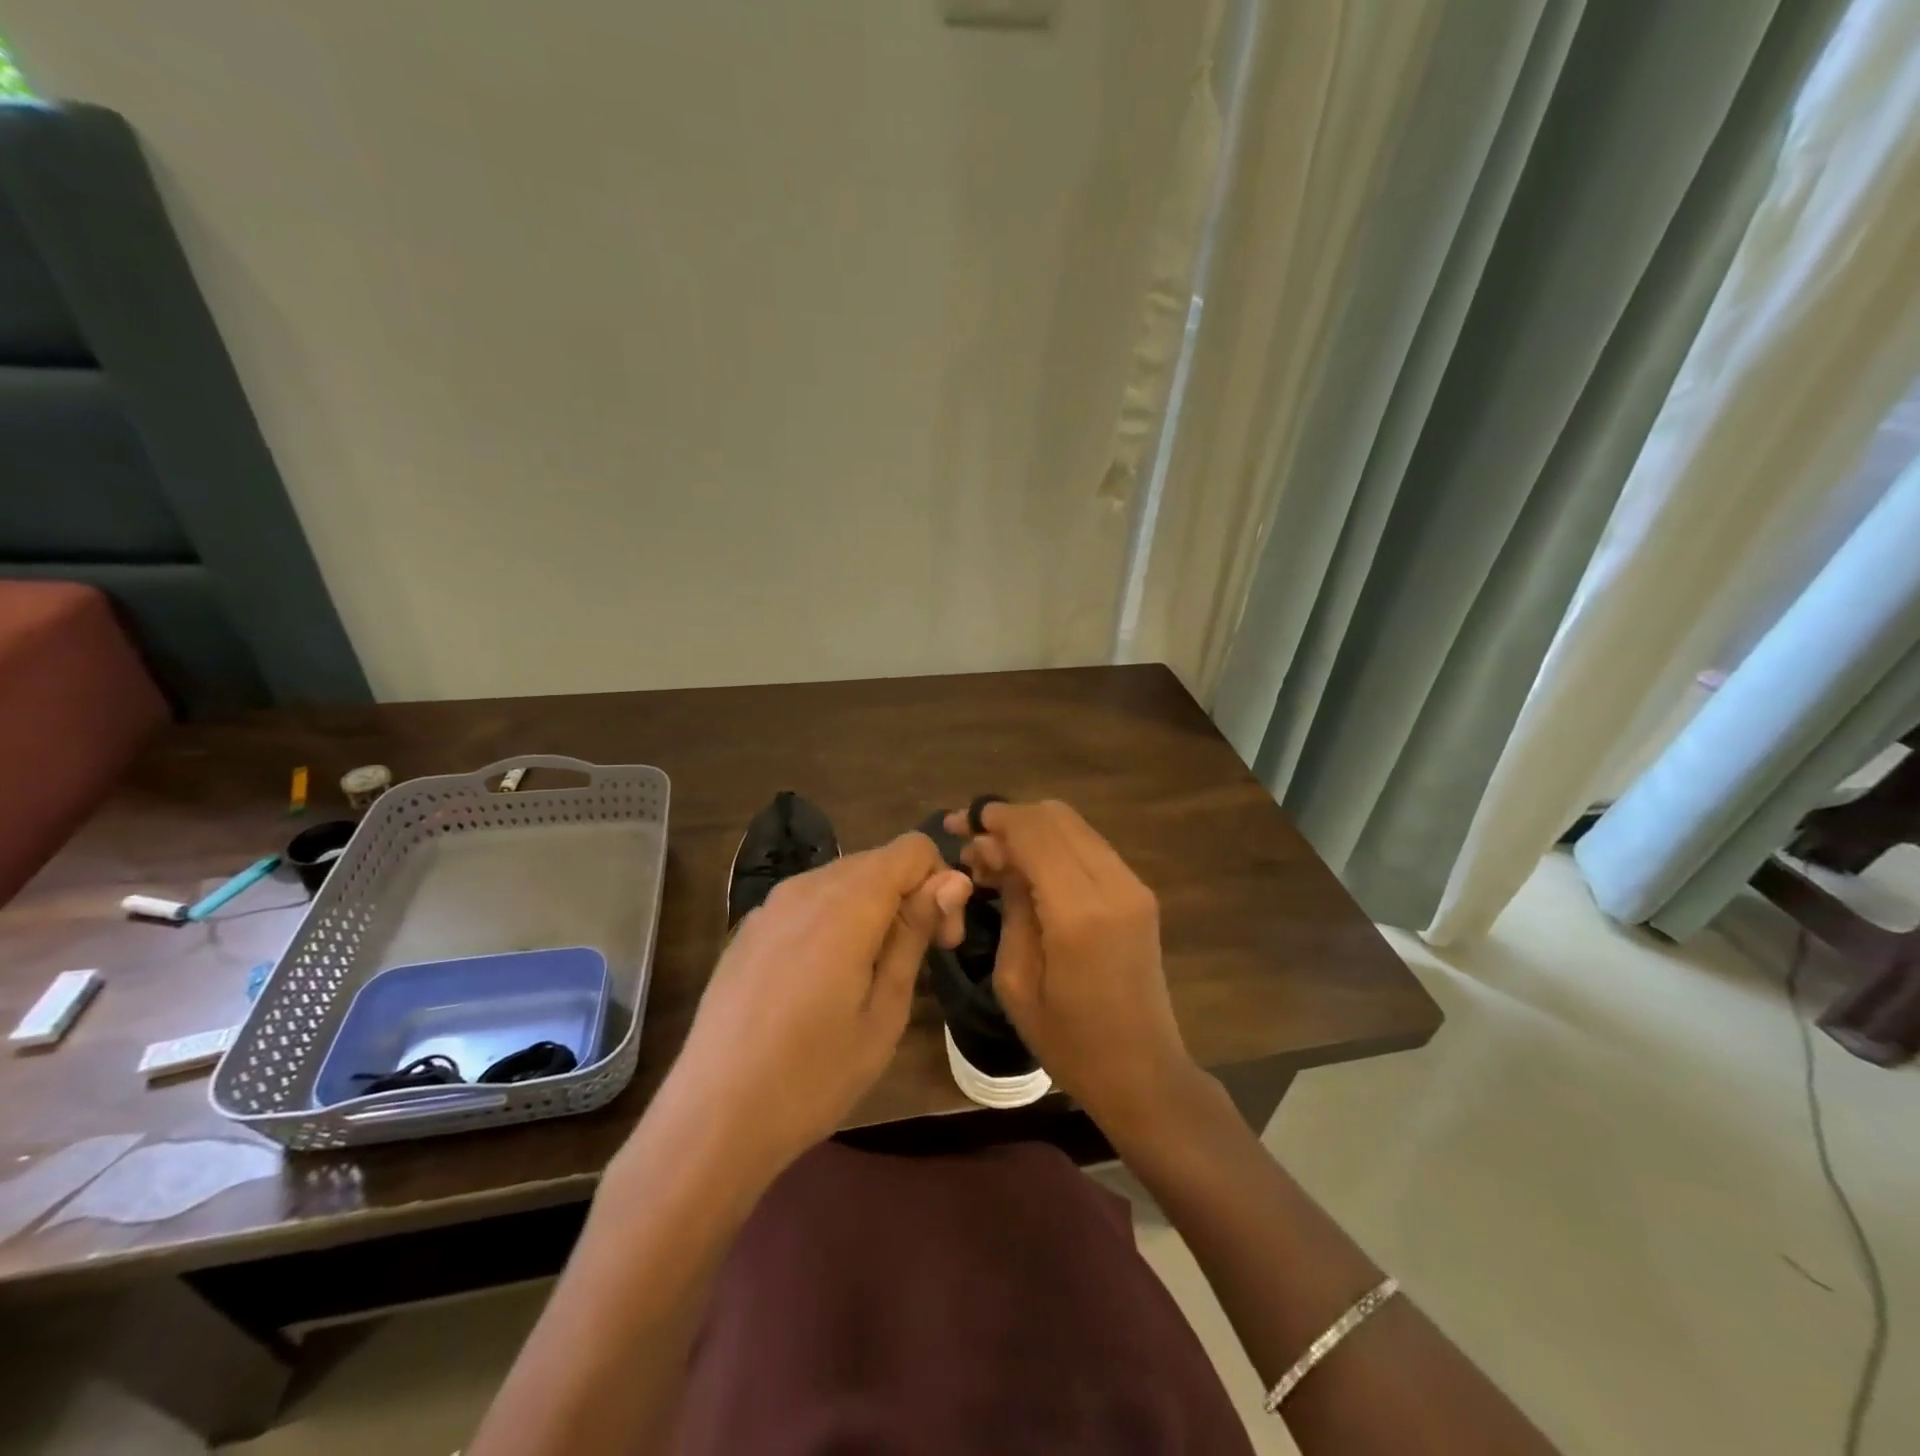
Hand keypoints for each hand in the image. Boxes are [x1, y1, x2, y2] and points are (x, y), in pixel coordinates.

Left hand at [657, 832, 970, 1179]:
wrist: (712, 1118)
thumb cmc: (814, 1076)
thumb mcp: (884, 1011)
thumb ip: (915, 934)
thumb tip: (953, 879)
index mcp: (847, 902)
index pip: (913, 849)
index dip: (940, 884)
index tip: (942, 942)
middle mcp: (806, 887)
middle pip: (878, 861)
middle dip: (910, 896)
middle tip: (914, 964)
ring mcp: (770, 905)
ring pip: (841, 880)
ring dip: (872, 909)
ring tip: (869, 976)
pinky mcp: (748, 929)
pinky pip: (807, 903)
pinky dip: (834, 921)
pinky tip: (822, 981)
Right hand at [944, 799, 1196, 1139]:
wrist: (1143, 1073)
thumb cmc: (1069, 1042)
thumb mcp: (1016, 981)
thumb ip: (1010, 904)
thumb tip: (996, 855)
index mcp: (1079, 911)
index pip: (1034, 831)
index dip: (994, 818)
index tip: (959, 823)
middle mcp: (1113, 884)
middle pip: (1056, 816)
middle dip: (1011, 819)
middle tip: (974, 846)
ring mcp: (1133, 885)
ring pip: (1074, 826)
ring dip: (1033, 831)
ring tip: (996, 860)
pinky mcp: (1140, 893)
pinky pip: (1090, 847)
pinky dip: (1055, 846)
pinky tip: (1029, 870)